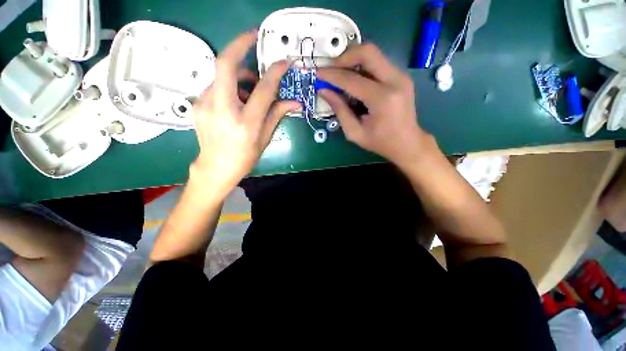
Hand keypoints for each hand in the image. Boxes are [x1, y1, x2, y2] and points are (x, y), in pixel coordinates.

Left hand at [191, 31, 299, 196]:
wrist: (215, 167)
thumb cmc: (245, 157)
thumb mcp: (264, 138)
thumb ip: (277, 115)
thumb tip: (295, 102)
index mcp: (246, 123)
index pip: (262, 90)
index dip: (274, 73)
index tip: (284, 62)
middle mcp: (223, 109)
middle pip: (225, 64)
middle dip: (239, 43)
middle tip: (254, 36)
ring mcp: (205, 104)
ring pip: (221, 74)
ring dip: (238, 74)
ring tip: (249, 89)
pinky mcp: (197, 103)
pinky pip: (215, 85)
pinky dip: (229, 86)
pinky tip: (235, 100)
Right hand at [317, 43, 432, 167]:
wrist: (408, 143)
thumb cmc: (380, 142)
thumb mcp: (354, 132)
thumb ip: (339, 110)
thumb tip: (324, 91)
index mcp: (382, 99)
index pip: (351, 79)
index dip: (332, 75)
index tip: (318, 73)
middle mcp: (395, 80)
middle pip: (367, 52)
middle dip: (344, 57)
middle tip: (331, 69)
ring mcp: (401, 76)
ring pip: (373, 54)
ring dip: (353, 60)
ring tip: (340, 75)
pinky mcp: (402, 76)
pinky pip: (378, 63)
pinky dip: (363, 67)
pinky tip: (355, 80)